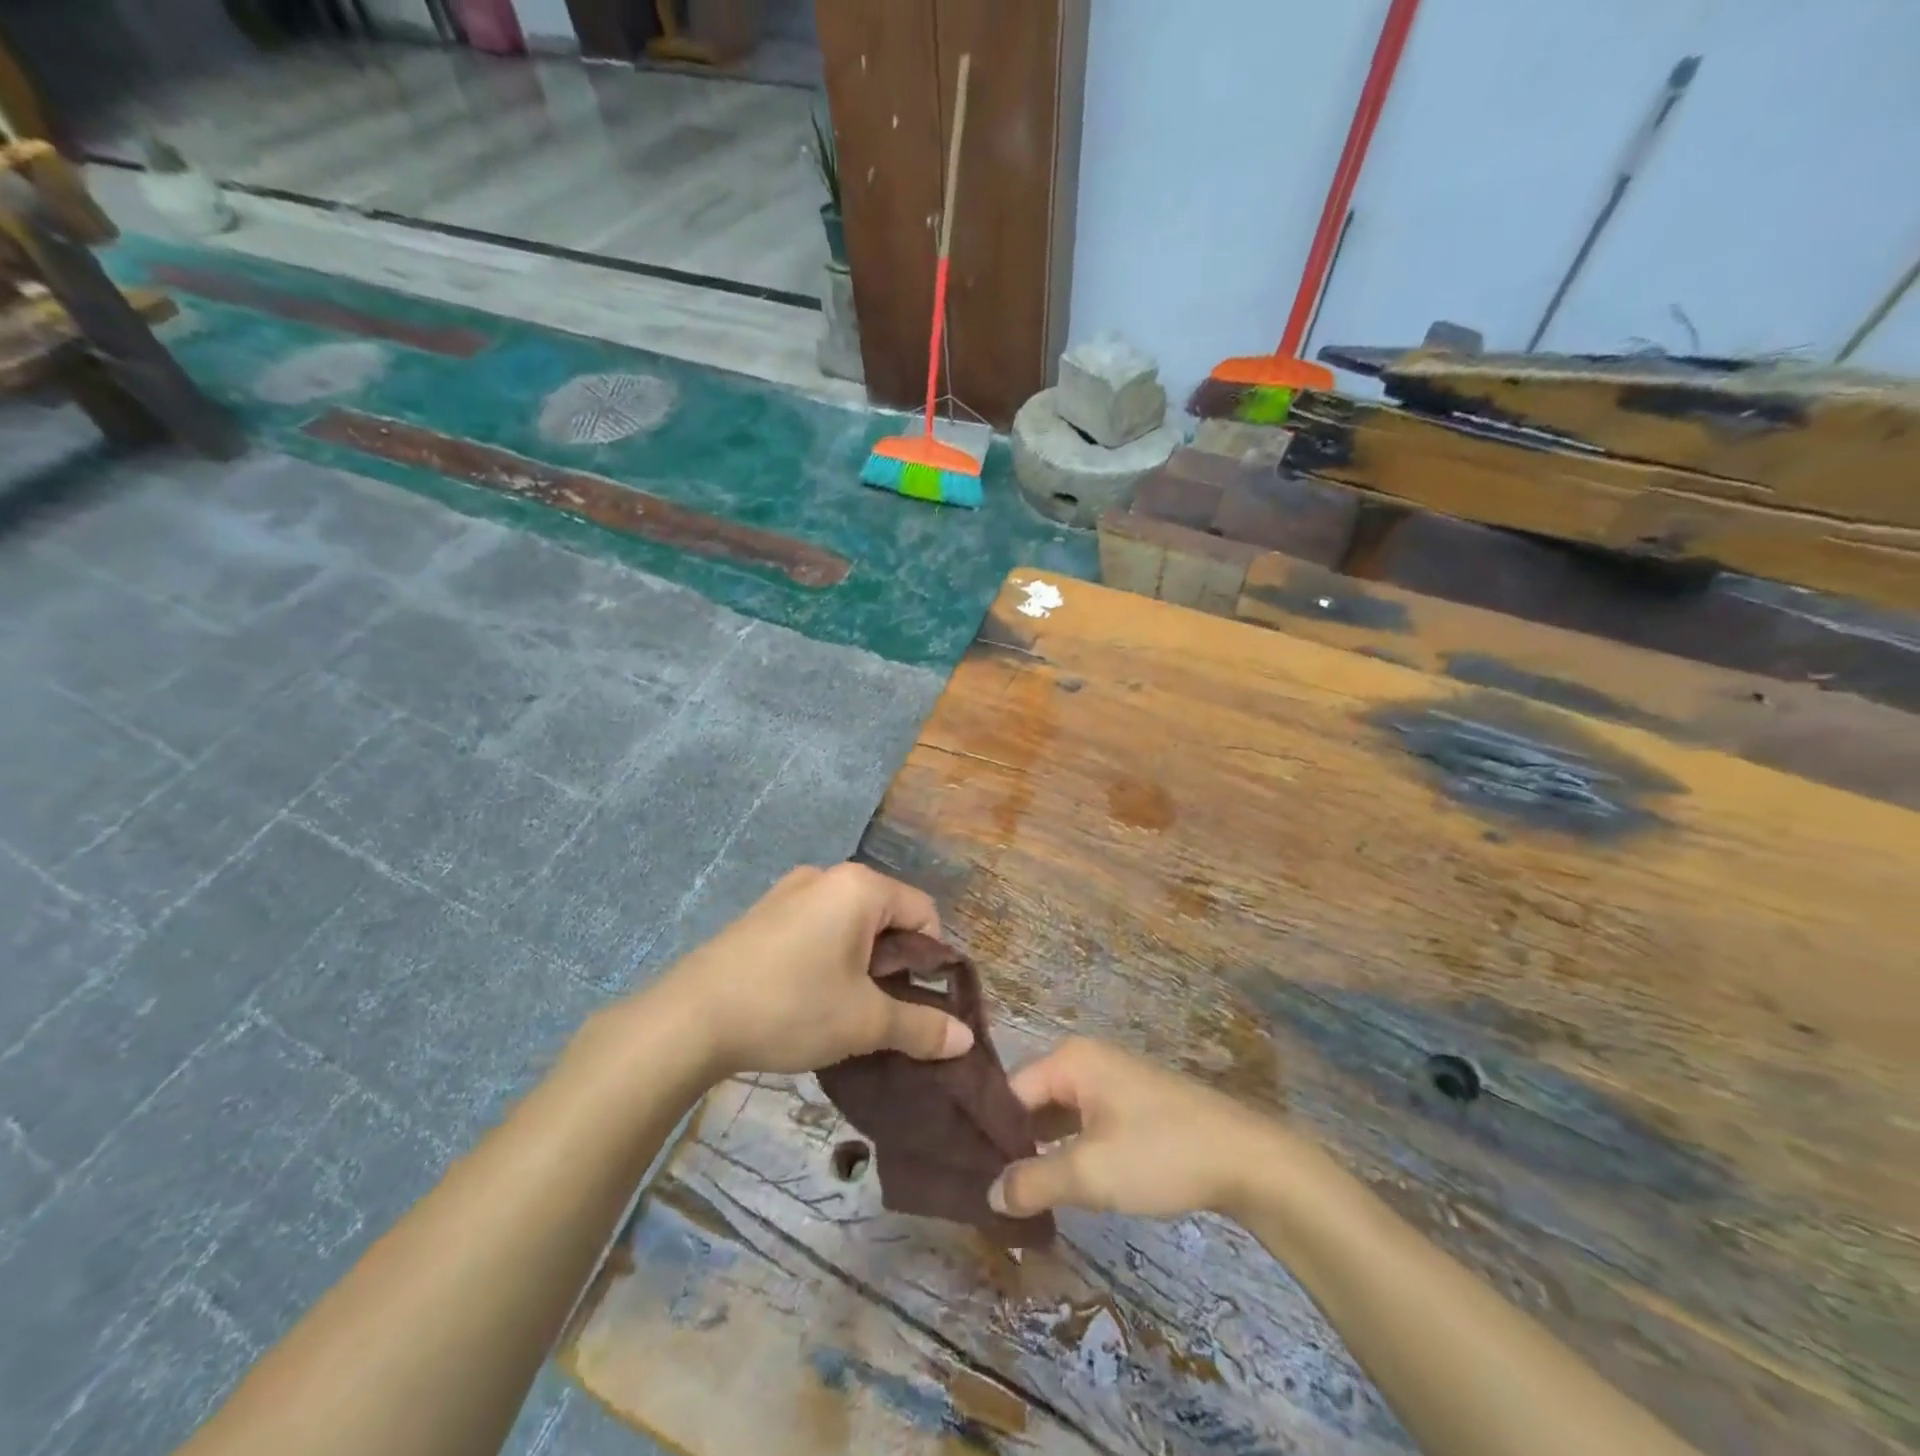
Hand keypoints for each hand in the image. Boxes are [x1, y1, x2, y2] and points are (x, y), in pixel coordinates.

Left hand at [648, 863, 974, 1078]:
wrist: (690, 1019)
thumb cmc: (792, 1007)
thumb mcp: (864, 1022)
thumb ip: (921, 1027)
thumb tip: (964, 1039)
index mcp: (859, 887)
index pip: (924, 913)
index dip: (932, 959)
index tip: (917, 1001)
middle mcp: (827, 876)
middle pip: (886, 915)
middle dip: (894, 963)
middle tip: (880, 1009)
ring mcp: (789, 891)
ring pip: (850, 923)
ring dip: (861, 962)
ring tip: (844, 1007)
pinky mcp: (763, 913)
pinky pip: (816, 926)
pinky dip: (828, 956)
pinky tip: (807, 995)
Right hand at [988, 1038, 1285, 1219]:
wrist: (1245, 1159)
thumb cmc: (1161, 1153)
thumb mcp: (1091, 1172)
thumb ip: (1033, 1181)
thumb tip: (989, 1194)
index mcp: (1069, 1059)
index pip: (1008, 1091)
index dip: (988, 1134)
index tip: (969, 1176)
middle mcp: (1084, 1059)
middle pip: (1029, 1100)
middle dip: (1012, 1143)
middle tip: (989, 1192)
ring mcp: (1108, 1079)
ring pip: (1056, 1114)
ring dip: (1038, 1150)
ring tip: (1013, 1195)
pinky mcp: (1127, 1103)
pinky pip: (1080, 1121)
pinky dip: (1066, 1149)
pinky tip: (1055, 1184)